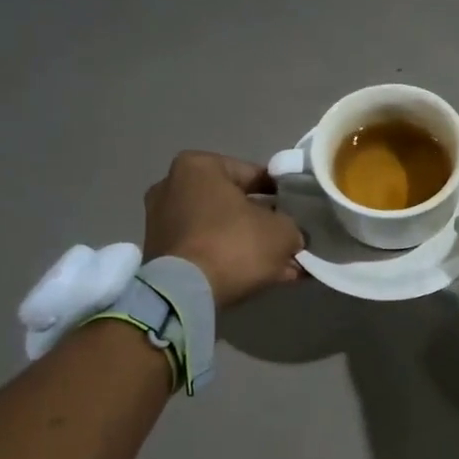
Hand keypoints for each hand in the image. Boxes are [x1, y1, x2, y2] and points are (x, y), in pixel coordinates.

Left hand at [143, 151, 304, 307]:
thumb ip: (292, 228)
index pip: (253, 174)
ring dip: (250, 245)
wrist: (186, 292)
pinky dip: (231, 260)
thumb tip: (292, 237)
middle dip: (263, 223)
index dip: (282, 193)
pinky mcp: (160, 253)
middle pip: (234, 204)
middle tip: (290, 239)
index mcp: (198, 166)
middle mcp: (173, 187)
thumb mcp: (282, 232)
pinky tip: (262, 276)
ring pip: (221, 230)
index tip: (298, 209)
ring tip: (283, 265)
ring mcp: (162, 222)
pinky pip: (207, 250)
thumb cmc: (234, 243)